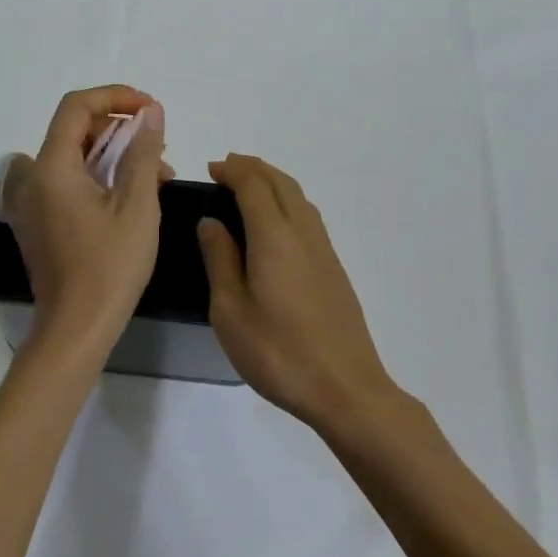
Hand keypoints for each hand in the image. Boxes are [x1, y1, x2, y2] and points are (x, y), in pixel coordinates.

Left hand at [3, 86, 169, 359]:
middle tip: (159, 145)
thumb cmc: (109, 266)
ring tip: (157, 174)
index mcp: (50, 167)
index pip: (76, 107)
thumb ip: (143, 151)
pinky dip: (100, 177)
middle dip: (120, 130)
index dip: (115, 97)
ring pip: (75, 157)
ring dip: (115, 155)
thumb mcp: (137, 204)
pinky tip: (133, 196)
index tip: (149, 108)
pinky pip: (68, 181)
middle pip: (74, 130)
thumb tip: (151, 113)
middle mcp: (33, 178)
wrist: (76, 329)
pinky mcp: (40, 221)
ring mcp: (32, 202)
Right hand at [198, 155, 398, 430]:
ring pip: (299, 197)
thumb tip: (211, 222)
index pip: (253, 185)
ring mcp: (324, 250)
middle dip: (253, 168)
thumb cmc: (278, 352)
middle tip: (226, 167)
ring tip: (248, 186)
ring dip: (272, 181)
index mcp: (275, 237)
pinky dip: (287, 201)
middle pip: (280, 182)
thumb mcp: (230, 310)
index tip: (211, 168)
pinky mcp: (334, 268)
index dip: (232, 171)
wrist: (346, 389)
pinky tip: (276, 222)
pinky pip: (308, 215)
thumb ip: (220, 260)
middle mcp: (303, 233)